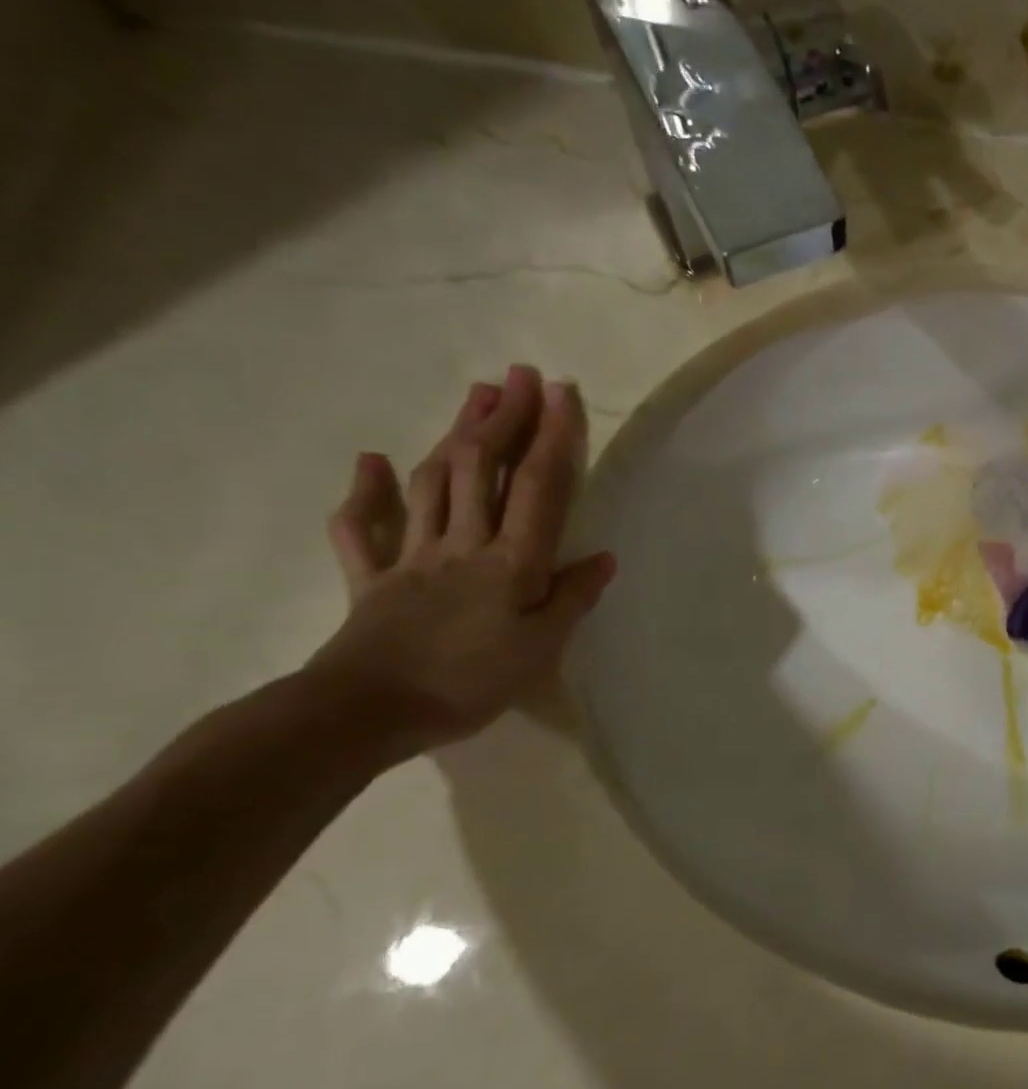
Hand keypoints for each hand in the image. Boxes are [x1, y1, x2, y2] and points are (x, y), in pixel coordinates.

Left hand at [307, 365, 614, 757]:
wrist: (365, 713)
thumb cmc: (468, 682)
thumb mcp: (541, 649)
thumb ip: (572, 599)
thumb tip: (603, 557)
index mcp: (510, 562)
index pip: (538, 487)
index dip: (551, 437)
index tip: (562, 393)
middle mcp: (462, 543)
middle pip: (481, 468)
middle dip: (503, 417)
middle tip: (519, 375)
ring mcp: (412, 555)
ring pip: (433, 482)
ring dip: (454, 434)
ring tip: (475, 397)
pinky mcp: (371, 577)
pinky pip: (362, 529)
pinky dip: (366, 492)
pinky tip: (372, 462)